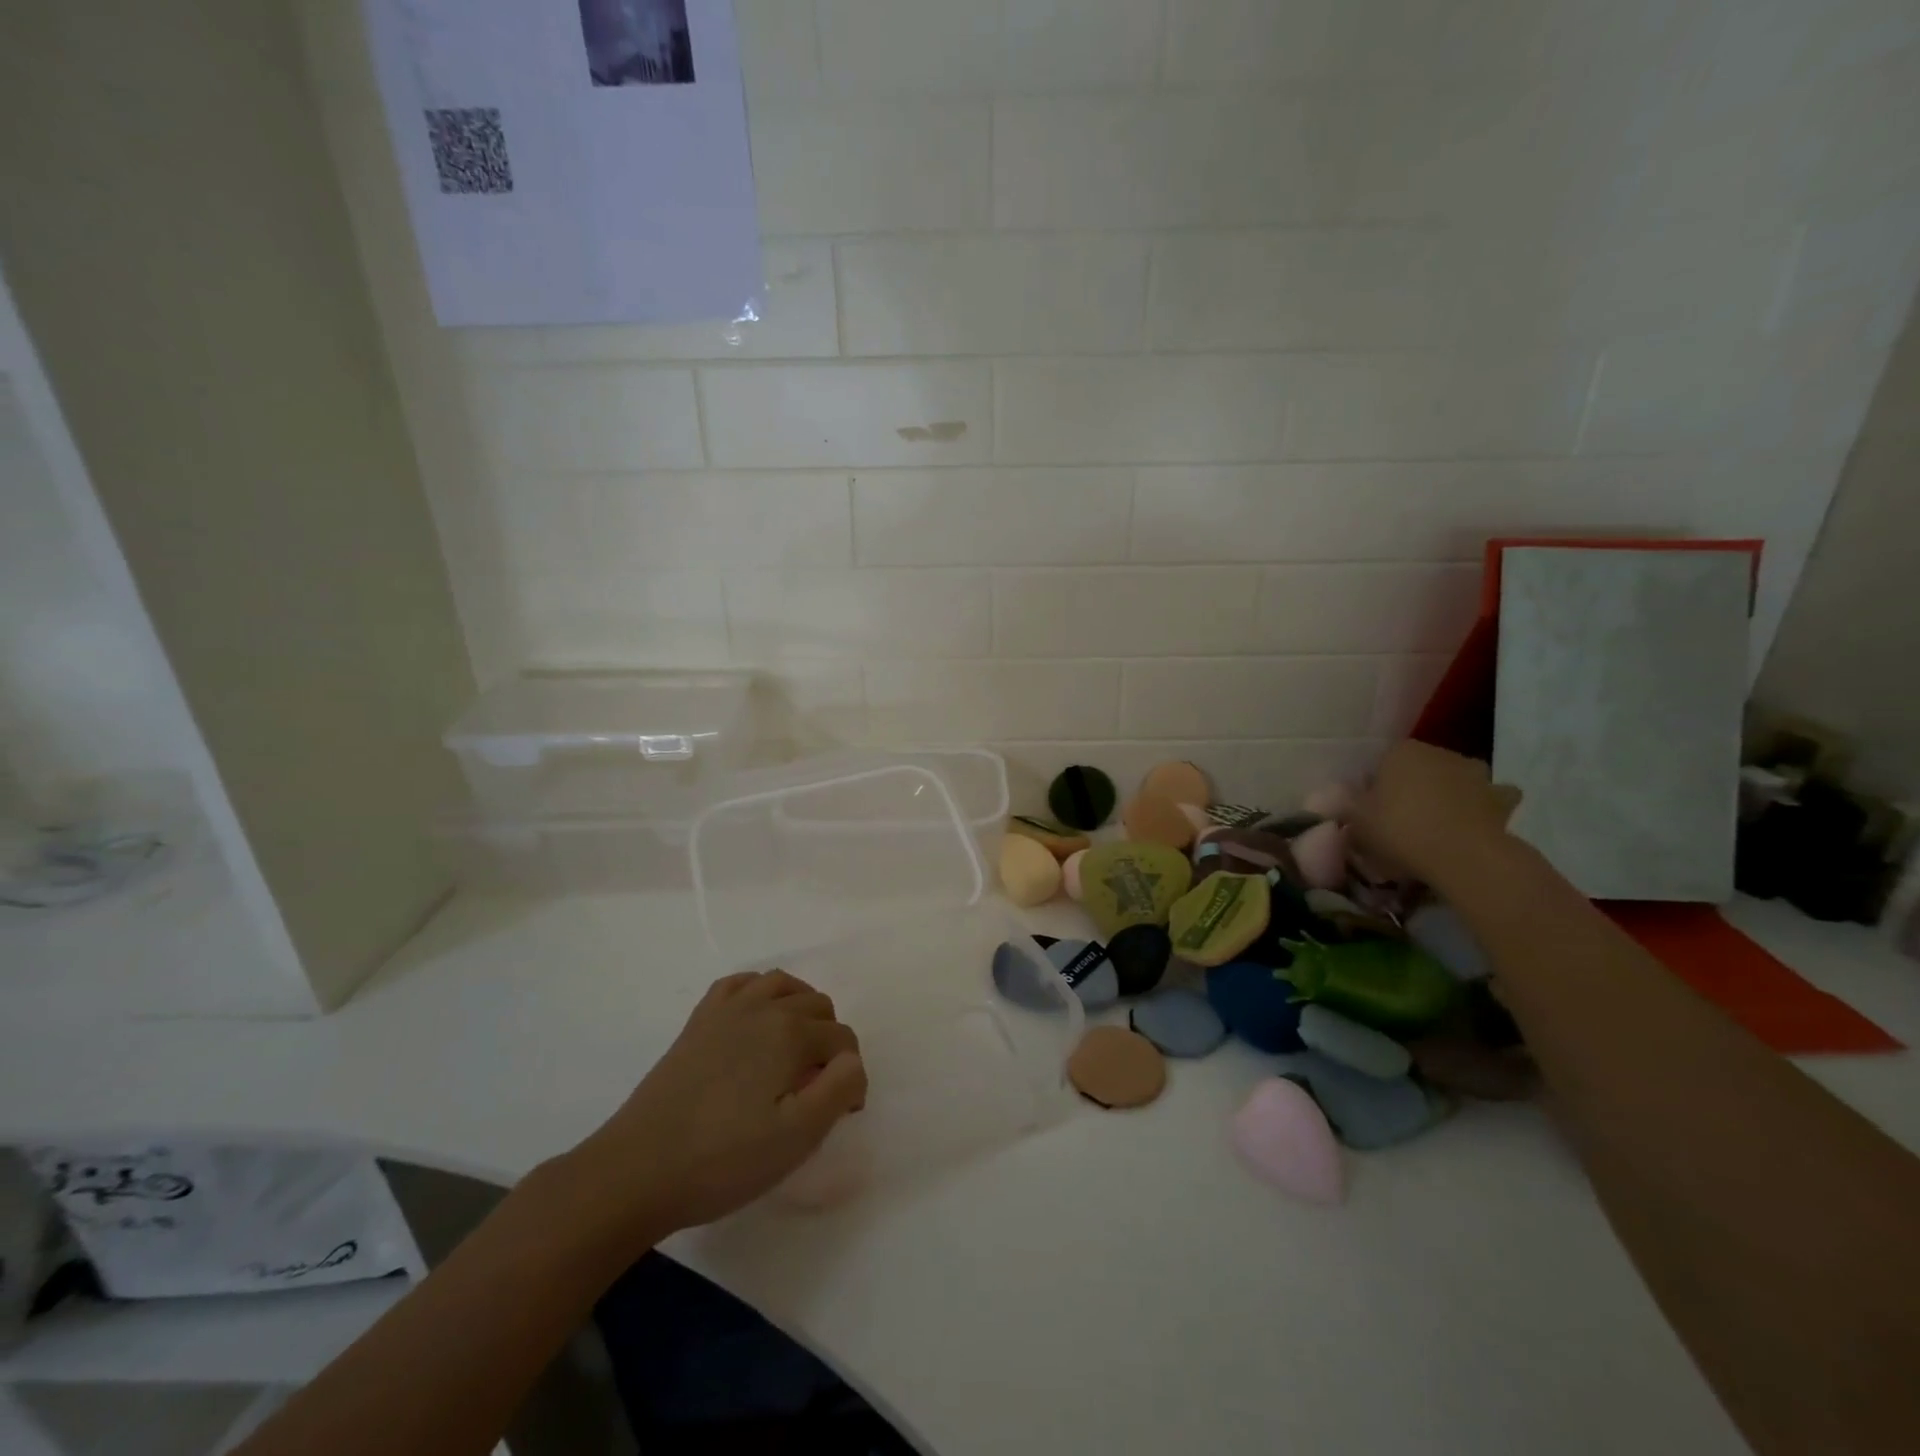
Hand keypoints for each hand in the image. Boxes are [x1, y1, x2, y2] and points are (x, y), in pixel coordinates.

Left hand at [567, 970, 866, 1239]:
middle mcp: (763, 1007)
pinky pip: (739, 984)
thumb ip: (839, 1090)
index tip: (842, 1114)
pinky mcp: (698, 1022)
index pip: (843, 1040)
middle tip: (818, 1089)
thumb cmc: (723, 1160)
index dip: (850, 1077)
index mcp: (791, 1033)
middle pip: (818, 1006)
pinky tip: (756, 1020)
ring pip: (782, 984)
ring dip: (801, 1009)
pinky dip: (758, 992)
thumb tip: (851, 1062)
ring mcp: (726, 1009)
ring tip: (797, 1050)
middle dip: (830, 1042)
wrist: (637, 1171)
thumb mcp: (797, 1137)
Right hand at [1352, 741, 1520, 888]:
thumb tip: (1350, 802)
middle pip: (1419, 769)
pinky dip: (1483, 807)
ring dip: (1450, 793)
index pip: (1381, 764)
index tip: (1370, 812)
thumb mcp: (1357, 822)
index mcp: (1400, 752)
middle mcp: (1438, 753)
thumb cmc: (1400, 830)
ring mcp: (1475, 774)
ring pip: (1455, 779)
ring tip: (1438, 823)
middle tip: (1401, 820)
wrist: (1463, 855)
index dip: (1374, 788)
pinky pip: (1490, 799)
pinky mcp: (1502, 799)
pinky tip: (1472, 825)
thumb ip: (1351, 807)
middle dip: (1412, 788)